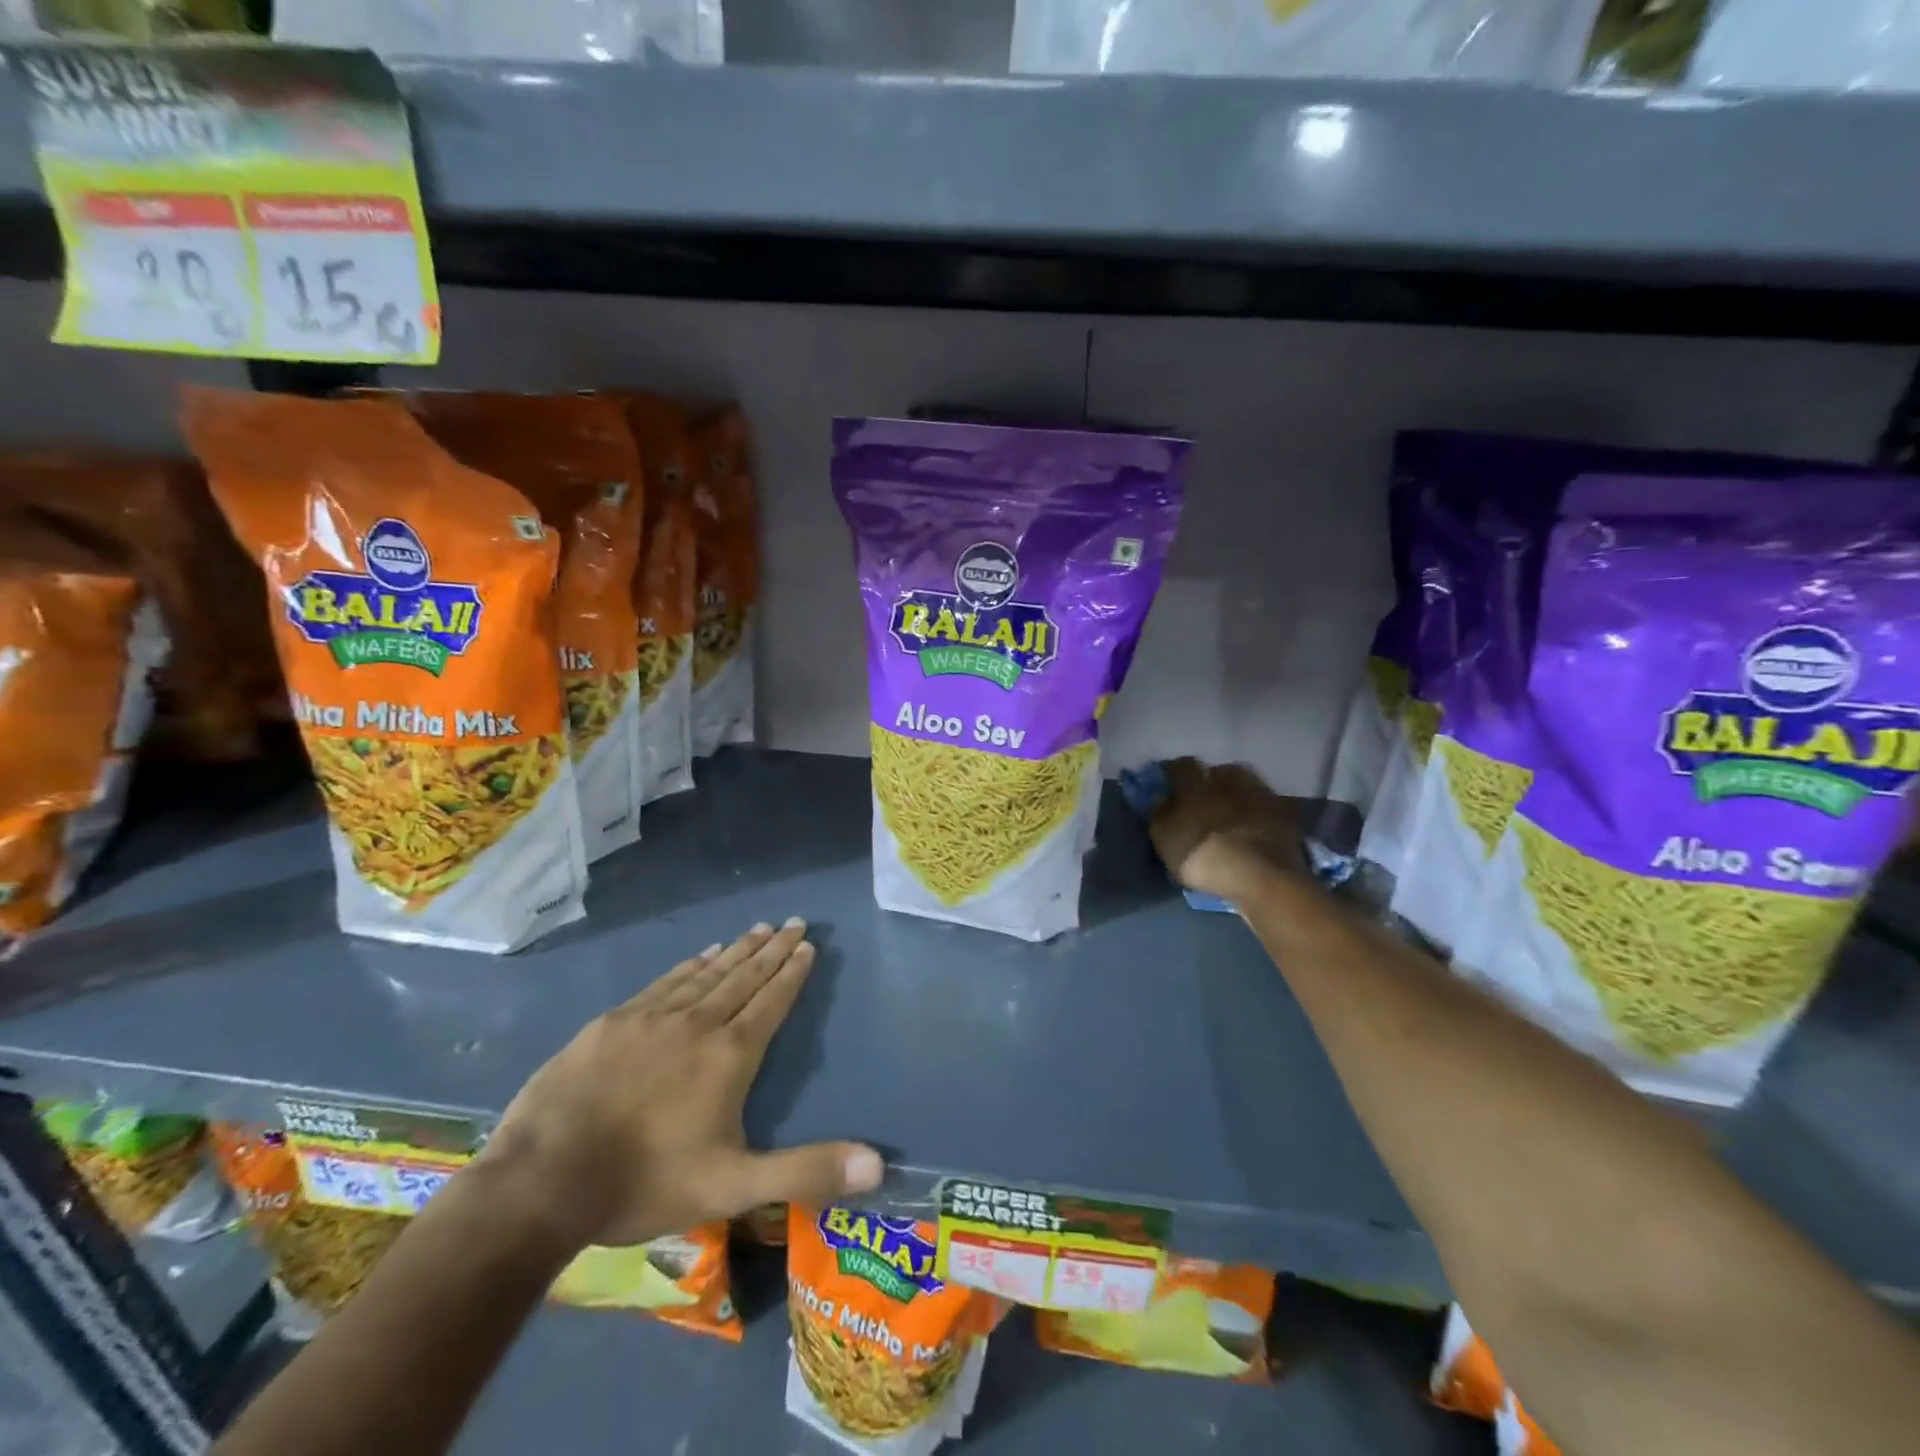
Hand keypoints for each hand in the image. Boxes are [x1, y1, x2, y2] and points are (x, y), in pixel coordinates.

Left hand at [477, 919, 881, 1250]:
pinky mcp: (613, 1022)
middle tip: (793, 921)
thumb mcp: (734, 1187)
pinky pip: (665, 981)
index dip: (792, 972)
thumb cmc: (646, 1183)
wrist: (543, 1181)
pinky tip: (700, 955)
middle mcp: (697, 1023)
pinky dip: (690, 965)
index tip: (808, 944)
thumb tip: (878, 1165)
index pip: (771, 1001)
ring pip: (706, 973)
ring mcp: (652, 1017)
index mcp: (730, 1055)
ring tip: (758, 929)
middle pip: (744, 976)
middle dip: (772, 949)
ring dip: (737, 950)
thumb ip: (806, 1171)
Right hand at [1149, 758, 1305, 902]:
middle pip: (1219, 771)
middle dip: (1211, 780)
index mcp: (1197, 784)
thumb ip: (1159, 814)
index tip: (1169, 781)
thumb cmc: (1204, 856)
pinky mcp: (1285, 815)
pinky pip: (1267, 807)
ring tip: (1233, 811)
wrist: (1263, 877)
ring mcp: (1261, 795)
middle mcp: (1230, 781)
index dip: (1174, 772)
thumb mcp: (1165, 839)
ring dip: (1238, 794)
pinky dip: (1259, 812)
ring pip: (1246, 785)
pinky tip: (1255, 825)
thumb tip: (1161, 797)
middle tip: (1204, 798)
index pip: (1182, 766)